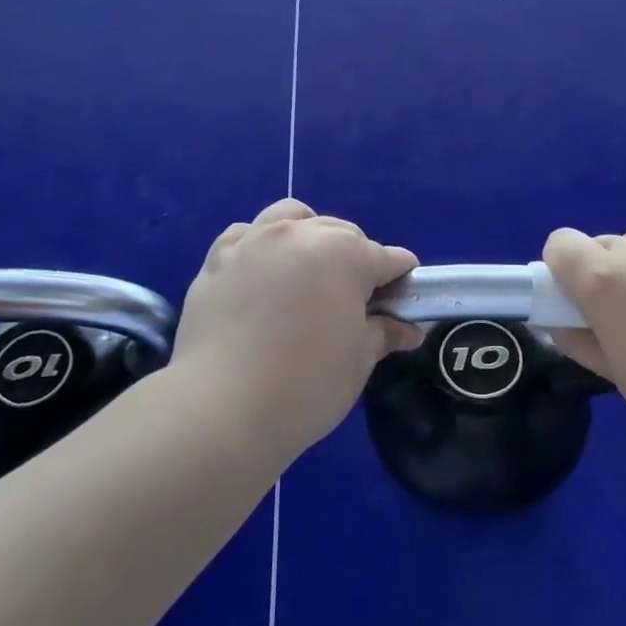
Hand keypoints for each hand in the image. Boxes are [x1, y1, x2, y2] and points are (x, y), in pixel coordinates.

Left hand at [172, 199, 423, 452]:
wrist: (224, 407)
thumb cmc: (307, 385)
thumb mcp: (359, 361)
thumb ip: (384, 333)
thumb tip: (408, 329)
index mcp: (346, 254)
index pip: (387, 257)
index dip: (400, 279)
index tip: (401, 302)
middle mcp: (300, 234)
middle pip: (340, 233)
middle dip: (355, 259)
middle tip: (354, 301)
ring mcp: (255, 241)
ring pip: (291, 218)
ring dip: (308, 236)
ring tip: (307, 273)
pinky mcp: (217, 258)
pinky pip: (246, 234)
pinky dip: (261, 244)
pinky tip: (262, 274)